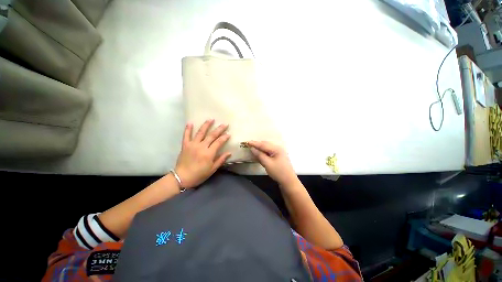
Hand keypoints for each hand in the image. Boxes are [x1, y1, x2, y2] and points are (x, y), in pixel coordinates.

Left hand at [175, 119, 231, 188]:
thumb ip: (221, 160)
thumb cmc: (199, 175)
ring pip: (200, 133)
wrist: (182, 178)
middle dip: (219, 129)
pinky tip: (190, 122)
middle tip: (224, 124)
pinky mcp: (185, 145)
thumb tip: (229, 153)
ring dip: (206, 125)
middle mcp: (201, 146)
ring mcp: (192, 145)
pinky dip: (188, 129)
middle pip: (212, 135)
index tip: (229, 134)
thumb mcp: (212, 169)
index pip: (219, 142)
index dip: (224, 137)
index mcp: (209, 153)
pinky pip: (186, 135)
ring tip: (211, 119)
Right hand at [247, 141, 297, 186]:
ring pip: (268, 148)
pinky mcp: (278, 157)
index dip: (255, 143)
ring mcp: (279, 152)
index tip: (247, 142)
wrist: (289, 181)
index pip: (263, 144)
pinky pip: (269, 151)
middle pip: (266, 144)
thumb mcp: (267, 164)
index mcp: (276, 149)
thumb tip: (252, 148)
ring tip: (253, 147)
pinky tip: (260, 152)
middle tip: (249, 144)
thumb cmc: (278, 172)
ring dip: (260, 147)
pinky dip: (263, 151)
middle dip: (257, 144)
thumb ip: (259, 155)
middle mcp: (278, 148)